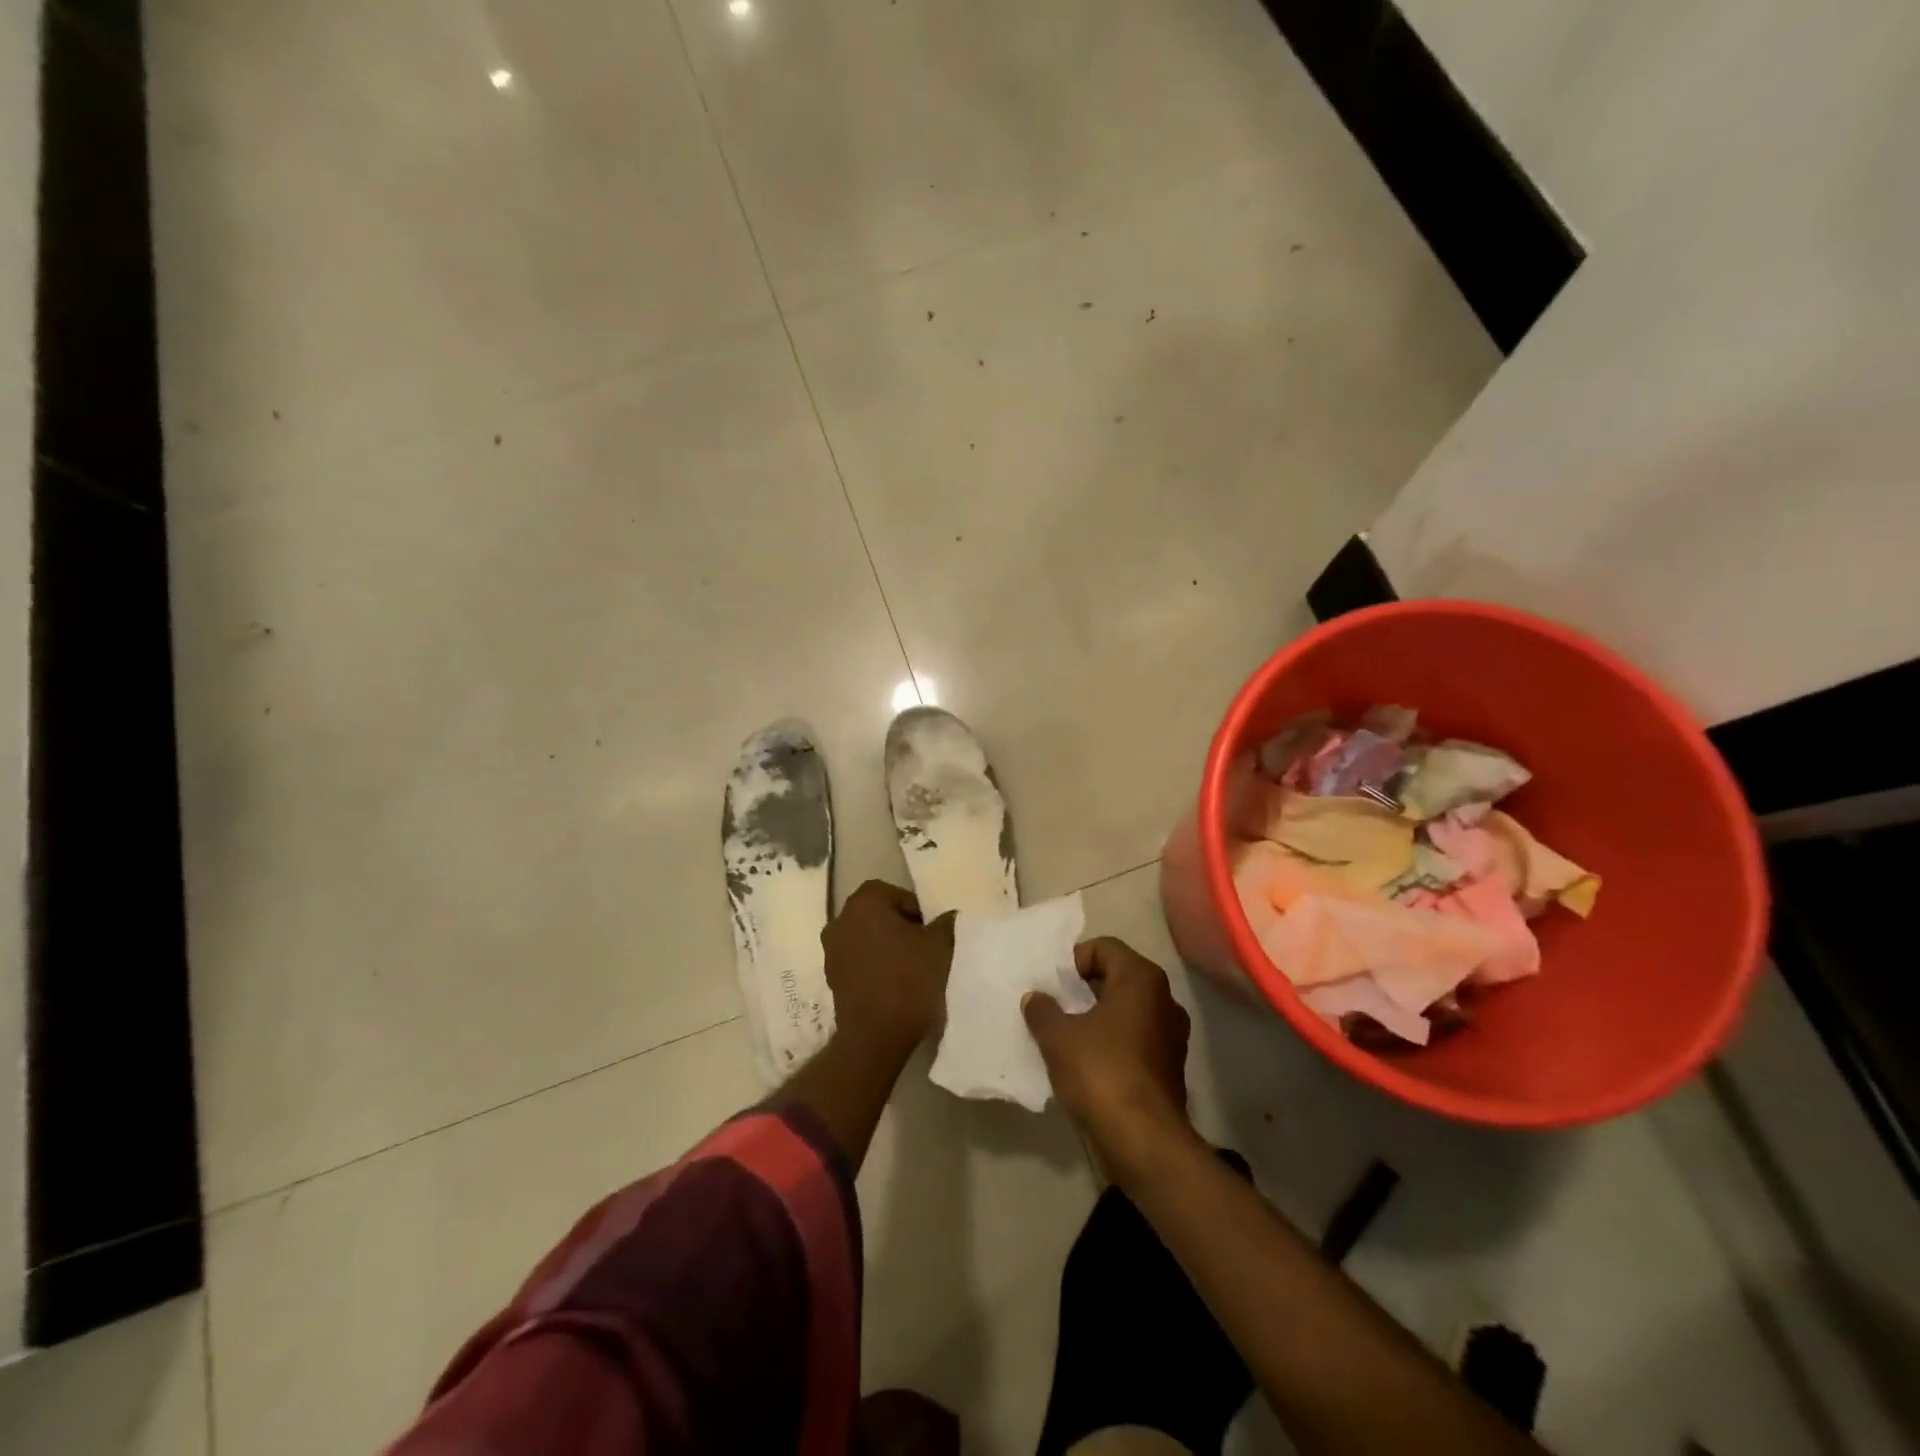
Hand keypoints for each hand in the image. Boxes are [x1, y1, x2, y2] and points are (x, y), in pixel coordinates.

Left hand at [822, 880, 954, 1062]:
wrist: (876, 1035)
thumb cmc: (909, 979)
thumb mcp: (940, 945)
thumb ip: (945, 922)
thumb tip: (948, 916)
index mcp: (864, 903)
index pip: (894, 894)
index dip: (916, 909)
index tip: (931, 931)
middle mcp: (840, 920)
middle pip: (877, 914)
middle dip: (900, 926)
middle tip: (924, 946)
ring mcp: (831, 951)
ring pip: (866, 938)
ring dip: (886, 946)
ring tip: (911, 967)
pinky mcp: (831, 978)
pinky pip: (858, 961)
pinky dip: (875, 966)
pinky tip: (894, 984)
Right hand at [1023, 937, 1194, 1170]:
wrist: (1144, 1142)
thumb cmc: (1101, 1073)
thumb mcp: (1058, 1037)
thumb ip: (1043, 1010)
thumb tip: (1035, 998)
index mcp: (1142, 979)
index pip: (1104, 948)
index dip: (1074, 960)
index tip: (1053, 985)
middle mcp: (1164, 999)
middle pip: (1117, 977)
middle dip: (1084, 989)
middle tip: (1055, 1006)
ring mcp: (1171, 1035)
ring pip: (1127, 1010)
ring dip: (1097, 1017)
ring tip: (1066, 1035)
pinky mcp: (1169, 1066)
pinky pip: (1135, 1039)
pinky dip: (1112, 1042)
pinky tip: (1087, 1063)